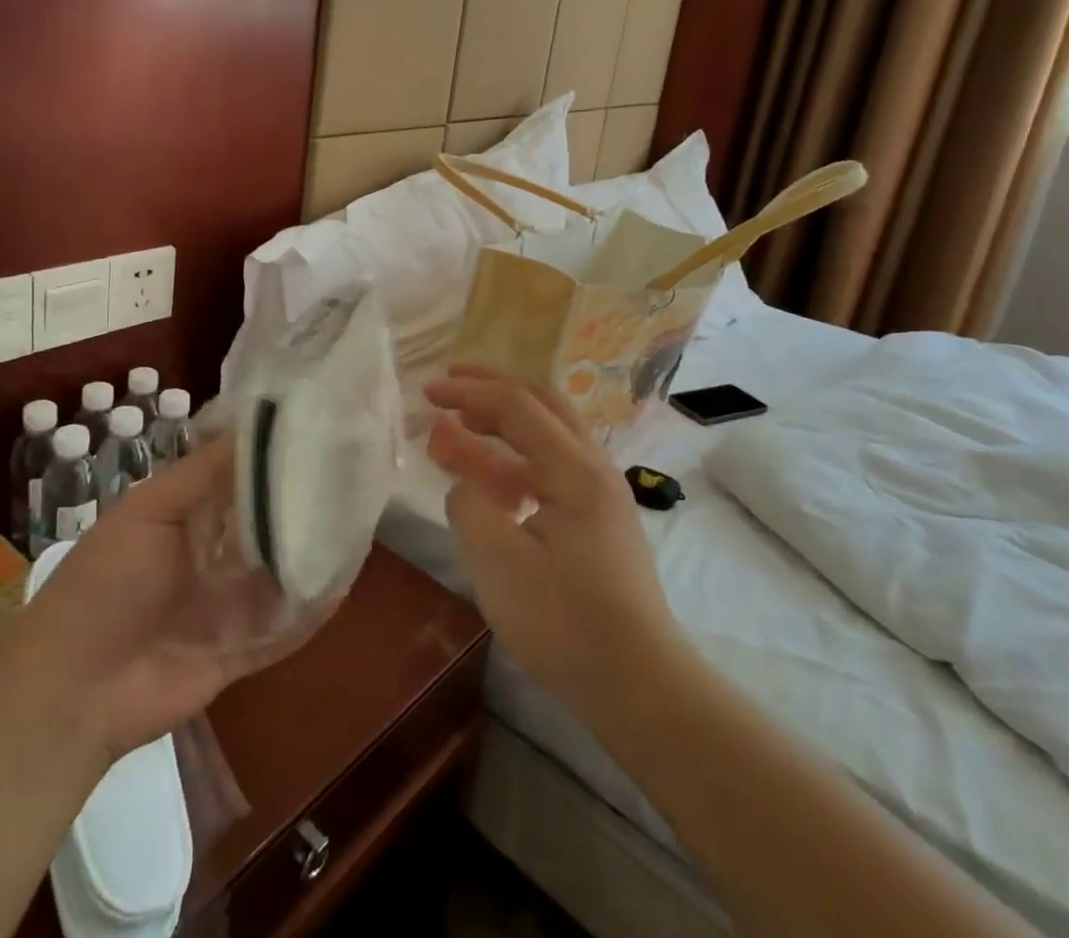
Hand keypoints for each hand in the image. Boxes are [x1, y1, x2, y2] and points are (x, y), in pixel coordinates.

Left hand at [4, 434, 324, 764]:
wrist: (73, 690)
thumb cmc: (106, 583)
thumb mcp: (148, 512)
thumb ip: (202, 474)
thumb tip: (255, 427)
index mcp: (188, 514)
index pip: (240, 475)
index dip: (273, 455)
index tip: (317, 427)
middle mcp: (213, 553)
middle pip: (267, 522)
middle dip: (301, 501)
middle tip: (352, 471)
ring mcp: (228, 604)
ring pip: (281, 571)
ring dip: (311, 551)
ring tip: (359, 519)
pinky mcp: (240, 649)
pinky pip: (283, 626)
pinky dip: (310, 609)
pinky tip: (342, 583)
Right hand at [424, 367, 684, 724]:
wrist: (641, 686)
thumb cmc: (566, 622)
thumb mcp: (499, 562)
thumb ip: (469, 506)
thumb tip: (465, 484)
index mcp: (574, 469)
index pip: (515, 405)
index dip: (467, 392)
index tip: (427, 394)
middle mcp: (594, 468)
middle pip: (541, 403)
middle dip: (492, 386)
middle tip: (450, 382)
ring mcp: (601, 494)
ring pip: (550, 433)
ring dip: (505, 419)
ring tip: (464, 422)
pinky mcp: (599, 520)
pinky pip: (554, 466)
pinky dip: (518, 456)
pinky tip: (494, 478)